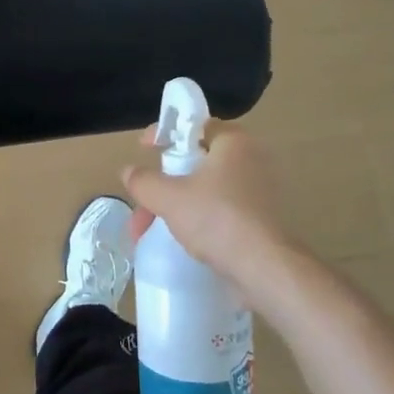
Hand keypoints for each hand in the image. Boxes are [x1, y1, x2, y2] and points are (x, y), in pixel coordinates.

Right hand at [121, 120, 298, 302]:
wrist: (264, 268)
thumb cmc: (216, 219)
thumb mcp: (168, 197)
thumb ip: (143, 181)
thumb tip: (128, 172)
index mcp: (234, 143)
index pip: (195, 125)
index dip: (165, 133)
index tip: (144, 148)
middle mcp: (251, 160)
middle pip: (195, 162)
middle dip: (162, 184)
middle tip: (142, 203)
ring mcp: (259, 191)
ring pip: (204, 190)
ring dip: (174, 205)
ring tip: (148, 231)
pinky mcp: (262, 219)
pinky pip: (220, 209)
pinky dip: (196, 219)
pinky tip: (177, 239)